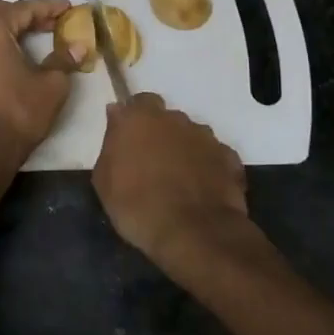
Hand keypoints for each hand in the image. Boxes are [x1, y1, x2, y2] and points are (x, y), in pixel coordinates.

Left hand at [0, 0, 79, 162]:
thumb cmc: (19, 113)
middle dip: (27, 14)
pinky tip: (13, 56)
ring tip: (34, 37)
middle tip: (52, 23)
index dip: (48, 7)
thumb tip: (79, 46)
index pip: (23, 9)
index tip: (68, 8)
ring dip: (10, 28)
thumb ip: (64, 59)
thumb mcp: (51, 85)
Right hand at [92, 93, 252, 269]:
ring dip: (185, 149)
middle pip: (166, 117)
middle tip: (152, 162)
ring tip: (179, 180)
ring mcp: (205, 137)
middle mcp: (174, 119)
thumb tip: (117, 116)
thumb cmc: (137, 206)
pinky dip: (208, 167)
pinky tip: (202, 189)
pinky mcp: (229, 157)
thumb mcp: (104, 181)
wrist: (193, 233)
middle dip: (160, 133)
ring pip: (192, 135)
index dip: (134, 118)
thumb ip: (111, 144)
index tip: (129, 138)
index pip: (137, 101)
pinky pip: (214, 156)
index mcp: (139, 119)